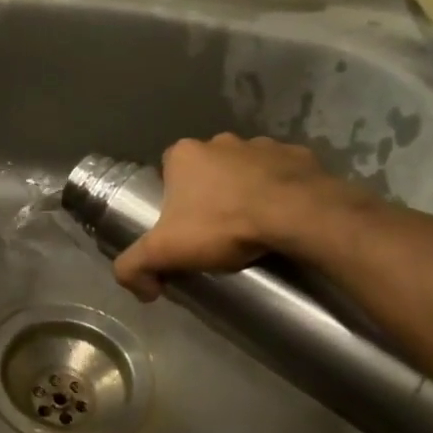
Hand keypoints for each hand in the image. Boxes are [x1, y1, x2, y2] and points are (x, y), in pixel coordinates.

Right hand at [112, 134, 376, 299]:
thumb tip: (140, 290)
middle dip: (210, 195)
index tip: (183, 228)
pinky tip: (283, 218)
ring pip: (246, 170)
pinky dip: (281, 191)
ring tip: (253, 226)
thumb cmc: (223, 225)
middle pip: (207, 171)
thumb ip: (134, 267)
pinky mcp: (299, 155)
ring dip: (246, 191)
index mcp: (184, 154)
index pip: (168, 174)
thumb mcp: (164, 252)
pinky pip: (283, 173)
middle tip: (217, 231)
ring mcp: (262, 144)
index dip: (173, 200)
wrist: (297, 216)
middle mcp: (220, 141)